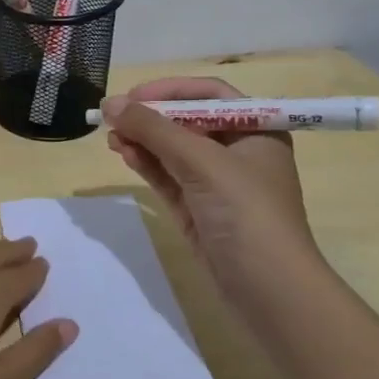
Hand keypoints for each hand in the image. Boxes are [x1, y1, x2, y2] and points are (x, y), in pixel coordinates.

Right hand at [102, 76, 320, 298]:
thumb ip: (155, 130)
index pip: (210, 95)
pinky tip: (124, 154)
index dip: (171, 89)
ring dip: (143, 140)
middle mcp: (238, 152)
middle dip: (151, 117)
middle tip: (114, 117)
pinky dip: (146, 163)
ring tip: (111, 137)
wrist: (268, 289)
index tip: (133, 96)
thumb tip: (111, 103)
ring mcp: (216, 183)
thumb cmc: (246, 213)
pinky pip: (167, 176)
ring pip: (172, 150)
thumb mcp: (202, 163)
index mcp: (257, 131)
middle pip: (187, 121)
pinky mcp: (197, 209)